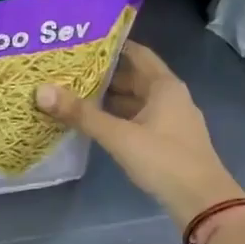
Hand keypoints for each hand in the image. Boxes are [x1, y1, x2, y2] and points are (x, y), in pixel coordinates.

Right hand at [35, 41, 242, 228]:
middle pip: (135, 77)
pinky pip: (140, 119)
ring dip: (111, 98)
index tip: (82, 42)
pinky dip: (120, 117)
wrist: (203, 202)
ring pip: (137, 101)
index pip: (137, 53)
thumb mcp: (119, 136)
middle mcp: (171, 96)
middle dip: (105, 74)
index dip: (112, 46)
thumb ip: (82, 114)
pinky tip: (98, 124)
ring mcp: (172, 120)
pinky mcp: (169, 141)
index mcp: (165, 86)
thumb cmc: (164, 160)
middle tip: (70, 70)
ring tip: (77, 95)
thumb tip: (41, 90)